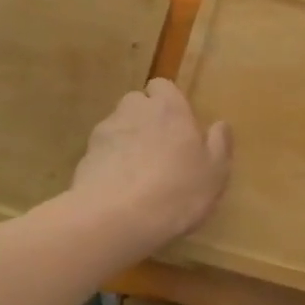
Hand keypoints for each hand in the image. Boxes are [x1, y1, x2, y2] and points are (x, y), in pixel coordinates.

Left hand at [69, 79, 231, 254]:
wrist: (115, 218)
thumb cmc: (176, 191)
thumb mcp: (215, 173)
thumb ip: (219, 145)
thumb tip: (220, 125)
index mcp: (169, 108)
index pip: (162, 86)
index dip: (167, 101)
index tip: (177, 123)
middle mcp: (134, 110)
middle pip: (136, 103)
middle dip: (144, 118)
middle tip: (158, 147)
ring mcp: (105, 132)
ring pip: (116, 126)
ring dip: (125, 140)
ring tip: (135, 171)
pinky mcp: (84, 156)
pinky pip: (100, 152)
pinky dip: (108, 163)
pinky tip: (117, 188)